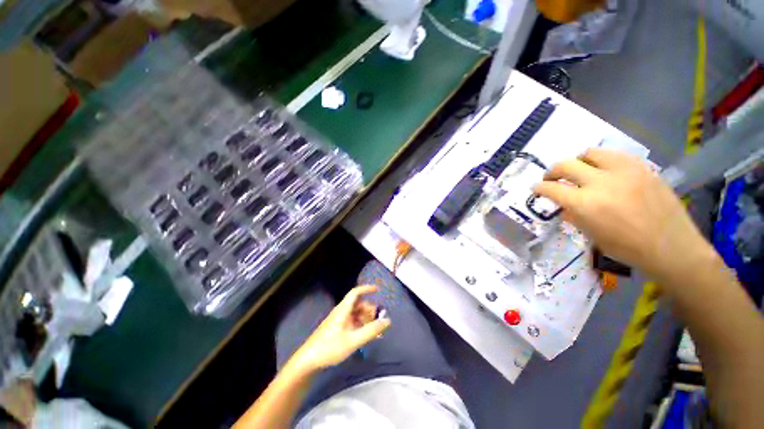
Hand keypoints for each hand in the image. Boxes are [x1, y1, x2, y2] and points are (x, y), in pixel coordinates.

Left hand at [289, 285, 390, 372]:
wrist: (308, 361)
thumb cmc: (330, 347)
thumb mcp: (353, 340)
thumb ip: (371, 331)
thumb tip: (387, 321)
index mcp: (343, 310)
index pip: (355, 292)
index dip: (366, 289)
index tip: (378, 290)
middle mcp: (341, 312)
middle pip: (358, 305)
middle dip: (370, 310)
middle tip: (379, 320)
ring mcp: (338, 321)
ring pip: (355, 314)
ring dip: (366, 319)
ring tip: (375, 331)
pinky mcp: (336, 329)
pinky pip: (352, 323)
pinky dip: (360, 326)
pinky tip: (366, 336)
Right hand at [533, 148, 712, 280]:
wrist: (672, 247)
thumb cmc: (627, 248)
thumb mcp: (591, 235)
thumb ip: (574, 215)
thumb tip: (564, 204)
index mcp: (585, 204)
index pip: (551, 188)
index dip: (539, 188)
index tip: (536, 189)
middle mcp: (600, 182)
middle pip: (565, 165)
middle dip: (552, 172)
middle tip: (552, 178)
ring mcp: (623, 171)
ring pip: (589, 153)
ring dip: (578, 162)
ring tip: (580, 171)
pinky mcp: (641, 167)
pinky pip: (614, 155)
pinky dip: (602, 161)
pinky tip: (605, 171)